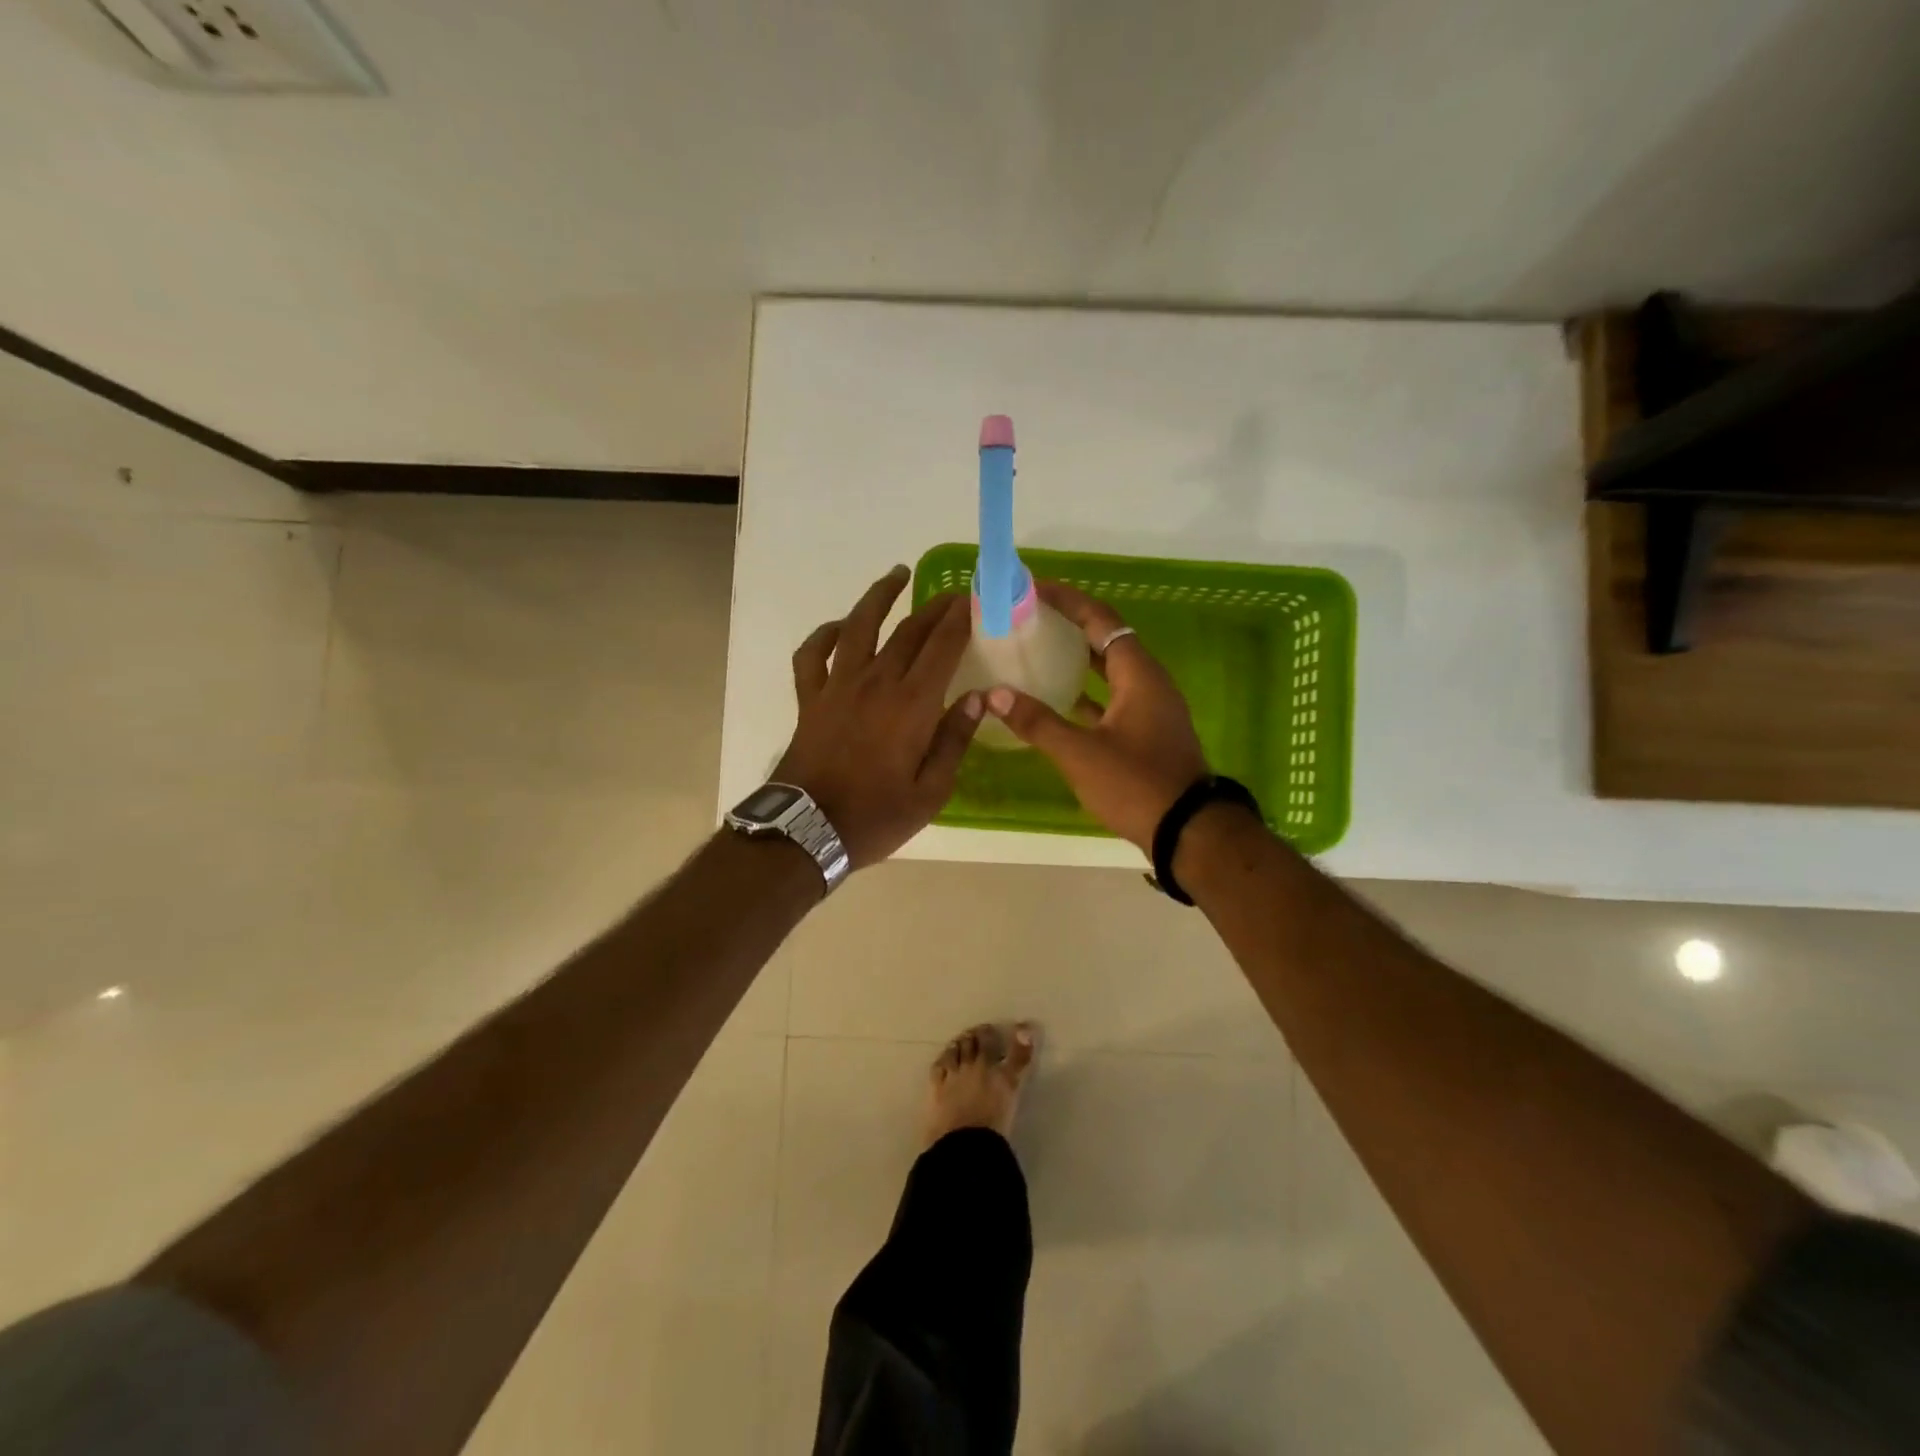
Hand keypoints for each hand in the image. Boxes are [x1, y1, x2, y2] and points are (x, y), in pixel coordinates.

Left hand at [774, 565, 982, 868]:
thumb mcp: (931, 792)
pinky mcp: (810, 698)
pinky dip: (823, 634)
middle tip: (952, 593)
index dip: (960, 618)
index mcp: (912, 705)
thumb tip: (978, 699)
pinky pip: (811, 655)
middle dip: (934, 607)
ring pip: (858, 627)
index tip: (974, 599)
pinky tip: (838, 627)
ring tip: (896, 575)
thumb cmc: (876, 817)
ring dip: (878, 597)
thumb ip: (954, 741)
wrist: (807, 832)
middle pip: (908, 631)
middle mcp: (876, 683)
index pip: (942, 647)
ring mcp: (837, 687)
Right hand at [984, 580, 1207, 851]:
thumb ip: (1037, 722)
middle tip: (1030, 618)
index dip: (1069, 601)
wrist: (1187, 833)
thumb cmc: (1136, 785)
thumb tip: (994, 694)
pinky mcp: (1147, 733)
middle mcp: (1149, 683)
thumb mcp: (1080, 753)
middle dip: (1070, 625)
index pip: (1101, 620)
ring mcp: (1151, 709)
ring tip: (1038, 651)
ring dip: (1078, 659)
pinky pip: (1113, 698)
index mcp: (1139, 675)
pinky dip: (1087, 693)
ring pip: (1110, 671)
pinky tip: (1058, 701)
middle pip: (1107, 640)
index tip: (1035, 589)